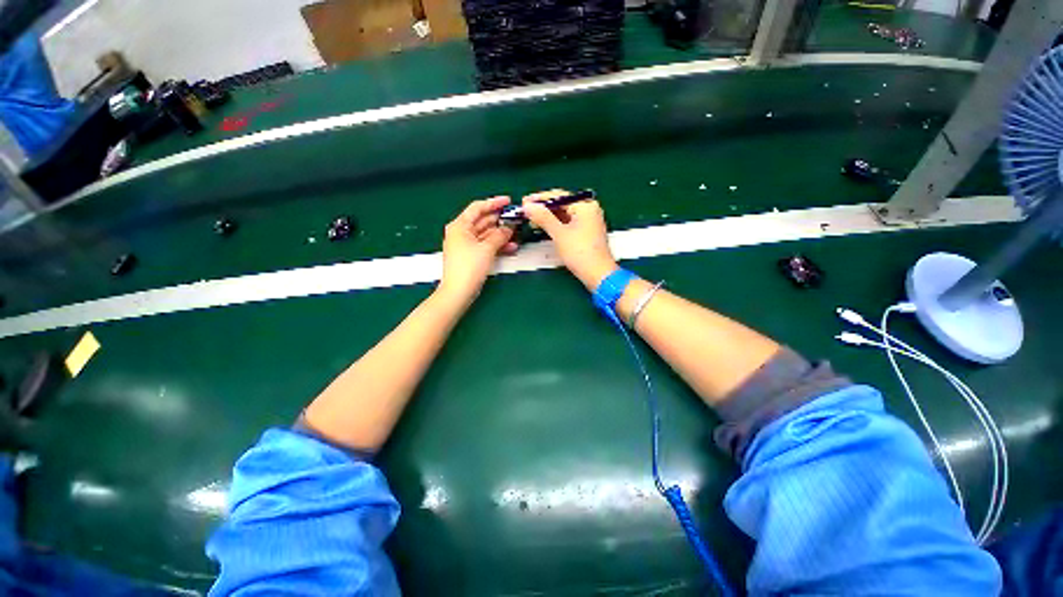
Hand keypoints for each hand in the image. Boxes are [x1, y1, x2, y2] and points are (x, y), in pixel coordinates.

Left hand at [438, 197, 517, 304]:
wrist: (458, 292)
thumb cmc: (469, 267)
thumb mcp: (487, 248)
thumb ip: (499, 235)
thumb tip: (509, 228)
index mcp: (460, 225)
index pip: (478, 207)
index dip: (494, 203)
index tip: (508, 201)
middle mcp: (461, 232)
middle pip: (483, 221)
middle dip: (500, 220)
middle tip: (516, 219)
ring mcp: (466, 245)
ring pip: (486, 234)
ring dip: (501, 234)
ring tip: (517, 233)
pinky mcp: (471, 256)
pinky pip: (486, 245)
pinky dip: (497, 245)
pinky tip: (511, 247)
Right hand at [523, 190, 617, 290]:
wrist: (598, 274)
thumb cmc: (581, 253)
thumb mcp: (559, 233)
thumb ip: (543, 217)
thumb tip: (528, 206)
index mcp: (585, 206)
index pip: (559, 195)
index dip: (539, 199)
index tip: (524, 202)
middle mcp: (589, 210)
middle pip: (561, 204)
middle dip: (543, 208)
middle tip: (526, 211)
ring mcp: (588, 222)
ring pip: (564, 215)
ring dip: (547, 217)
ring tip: (531, 220)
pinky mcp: (585, 233)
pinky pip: (567, 223)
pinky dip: (555, 225)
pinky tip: (544, 227)